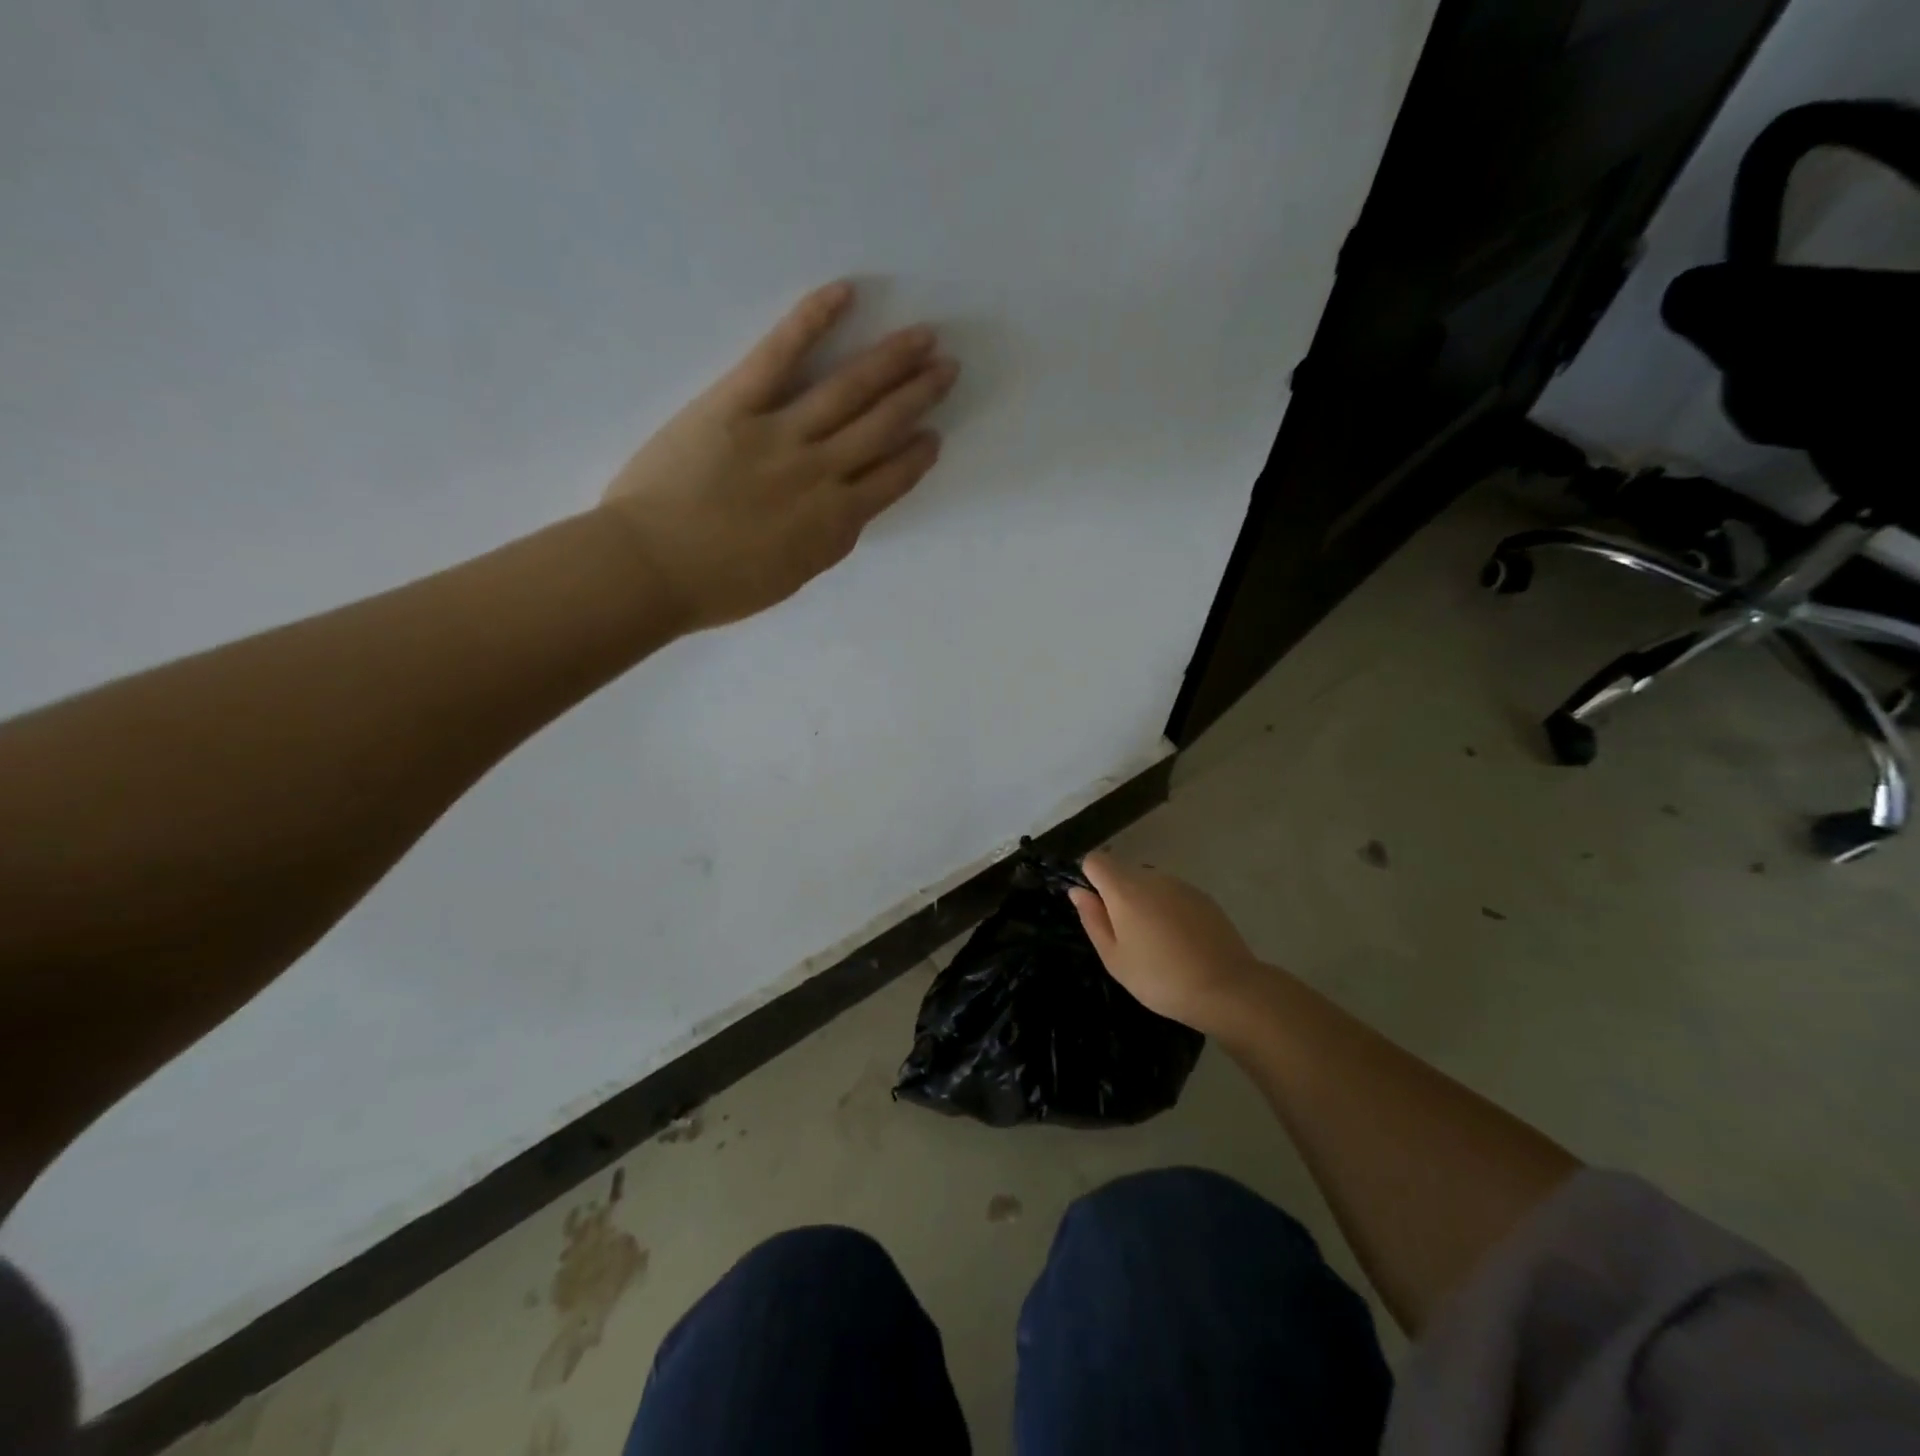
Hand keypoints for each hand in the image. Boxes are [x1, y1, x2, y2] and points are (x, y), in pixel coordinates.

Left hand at [598, 281, 957, 632]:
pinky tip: (844, 293)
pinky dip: (812, 321)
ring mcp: (781, 435)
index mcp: (834, 524)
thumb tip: (845, 513)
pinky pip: (779, 355)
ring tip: (923, 337)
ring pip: (849, 391)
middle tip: (948, 367)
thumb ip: (824, 543)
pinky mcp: (735, 404)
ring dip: (891, 361)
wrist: (650, 570)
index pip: (891, 481)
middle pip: (881, 427)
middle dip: (919, 396)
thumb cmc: (717, 587)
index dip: (916, 457)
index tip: (934, 437)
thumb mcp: (790, 577)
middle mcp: (820, 474)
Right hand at [1070, 852, 1266, 1031]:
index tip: (1096, 909)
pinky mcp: (1203, 896)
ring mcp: (1180, 885)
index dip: (1089, 879)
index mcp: (1124, 889)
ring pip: (1149, 883)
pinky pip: (1173, 894)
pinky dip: (1168, 909)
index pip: (1095, 861)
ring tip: (1156, 943)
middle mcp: (1151, 877)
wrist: (1226, 988)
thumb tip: (1078, 891)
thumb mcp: (1114, 958)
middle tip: (1126, 936)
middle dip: (1117, 895)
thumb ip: (1093, 919)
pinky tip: (1180, 941)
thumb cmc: (1159, 978)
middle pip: (1123, 872)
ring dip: (1144, 902)